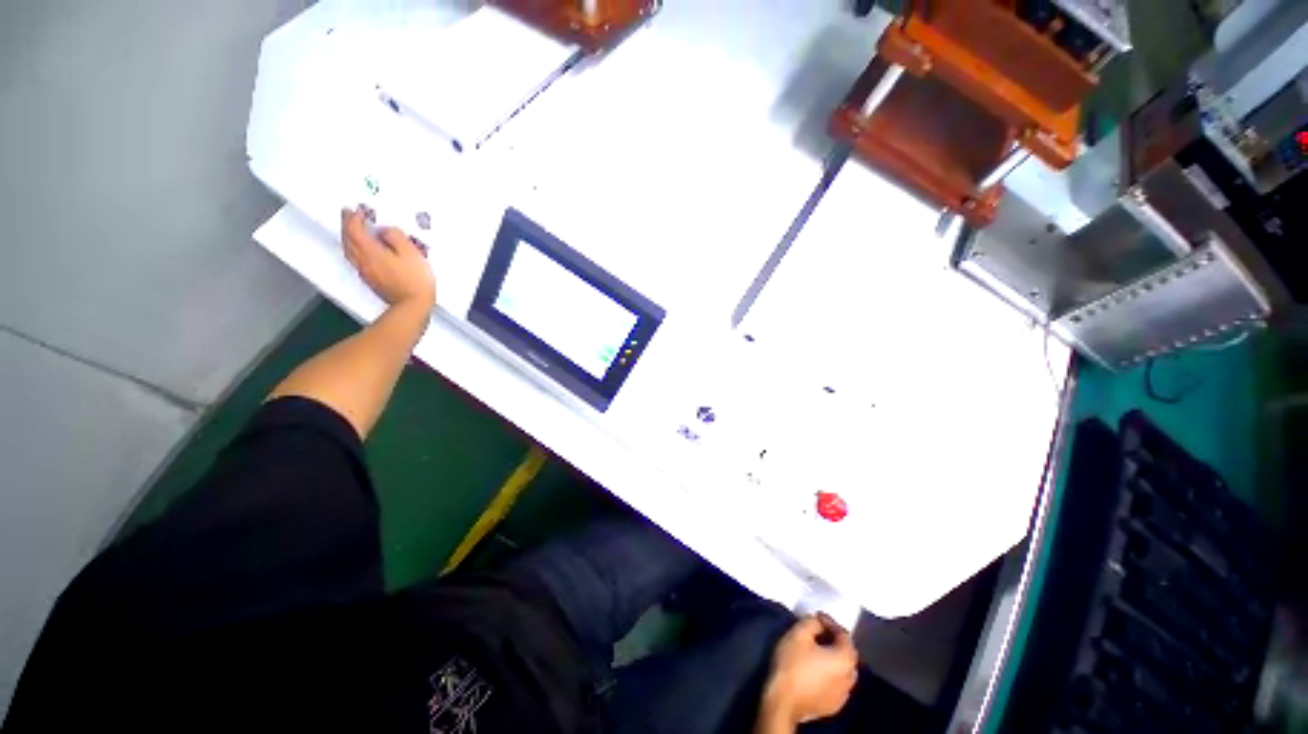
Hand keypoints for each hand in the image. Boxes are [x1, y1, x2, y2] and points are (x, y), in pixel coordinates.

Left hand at [341, 207, 435, 308]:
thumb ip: (396, 237)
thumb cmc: (415, 280)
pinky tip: (364, 252)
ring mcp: (366, 273)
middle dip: (347, 226)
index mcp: (370, 251)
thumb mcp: (411, 252)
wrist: (413, 305)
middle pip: (347, 240)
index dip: (353, 218)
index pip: (353, 230)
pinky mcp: (372, 282)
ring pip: (349, 251)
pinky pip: (357, 261)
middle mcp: (363, 261)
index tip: (356, 210)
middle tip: (350, 217)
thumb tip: (386, 231)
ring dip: (349, 239)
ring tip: (355, 233)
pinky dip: (356, 251)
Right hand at [761, 615, 857, 725]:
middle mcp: (850, 678)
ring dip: (834, 657)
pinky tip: (819, 671)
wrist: (783, 702)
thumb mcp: (798, 633)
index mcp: (844, 659)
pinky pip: (838, 684)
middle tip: (819, 631)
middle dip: (835, 639)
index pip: (844, 634)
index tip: (817, 616)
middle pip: (848, 653)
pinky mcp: (835, 706)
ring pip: (844, 670)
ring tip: (819, 650)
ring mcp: (844, 695)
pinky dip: (832, 673)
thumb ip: (812, 622)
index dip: (831, 622)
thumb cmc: (792, 664)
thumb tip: (818, 623)